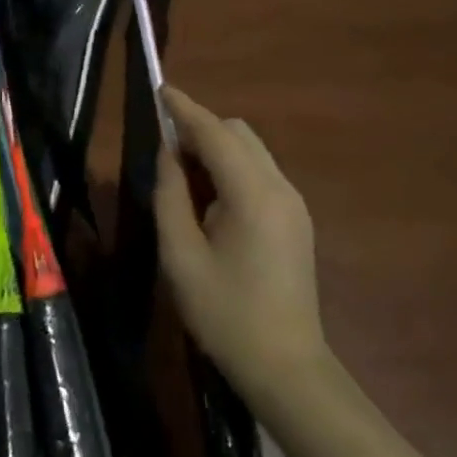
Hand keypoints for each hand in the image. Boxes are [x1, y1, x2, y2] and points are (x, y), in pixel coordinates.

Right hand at [154, 86, 327, 401]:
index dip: (185, 109)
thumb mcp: (181, 256)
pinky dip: (234, 168)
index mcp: (252, 194)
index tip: (160, 89)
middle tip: (166, 152)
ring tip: (186, 178)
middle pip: (238, 133)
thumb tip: (169, 155)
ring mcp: (294, 202)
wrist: (286, 367)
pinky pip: (261, 173)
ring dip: (218, 148)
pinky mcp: (297, 219)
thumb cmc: (225, 314)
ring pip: (252, 150)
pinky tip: (213, 200)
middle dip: (201, 128)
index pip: (215, 132)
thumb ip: (171, 195)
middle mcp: (280, 187)